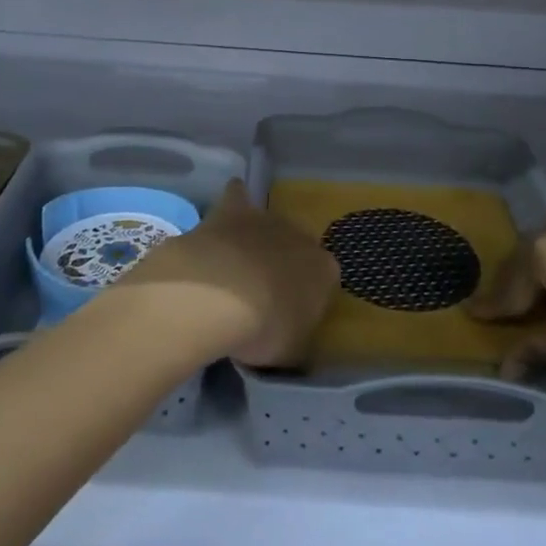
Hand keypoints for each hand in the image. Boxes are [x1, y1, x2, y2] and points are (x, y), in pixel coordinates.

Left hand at [122, 180, 339, 367]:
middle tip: (262, 293)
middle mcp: (301, 237)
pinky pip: (238, 195)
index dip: (307, 296)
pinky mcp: (233, 209)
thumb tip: (293, 334)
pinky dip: (235, 199)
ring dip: (259, 240)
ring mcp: (267, 219)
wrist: (220, 295)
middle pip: (296, 247)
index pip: (325, 279)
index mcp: (324, 271)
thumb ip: (297, 337)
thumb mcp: (291, 350)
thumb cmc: (264, 329)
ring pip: (269, 224)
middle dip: (283, 264)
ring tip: (239, 263)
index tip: (289, 315)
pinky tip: (228, 210)